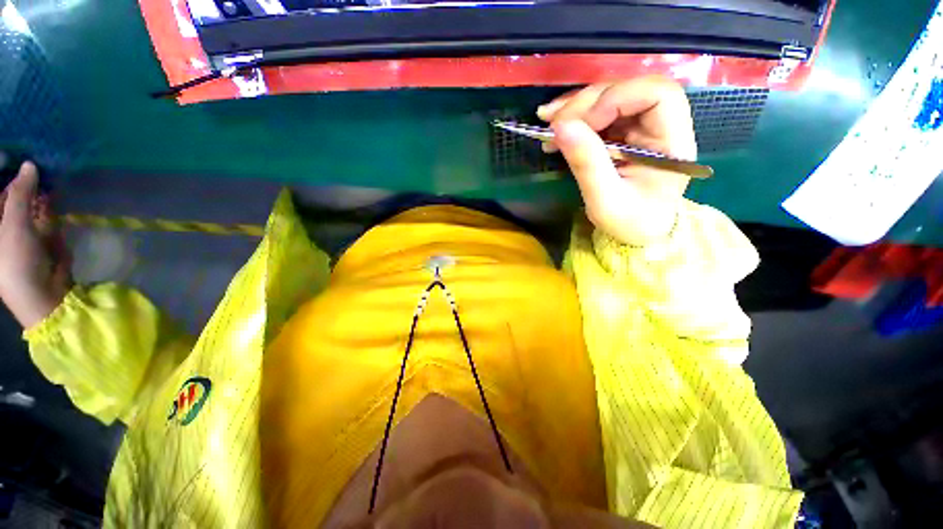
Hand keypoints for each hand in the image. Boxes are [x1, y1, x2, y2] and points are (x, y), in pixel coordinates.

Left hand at [0, 162, 70, 328]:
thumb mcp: (14, 226)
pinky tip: (50, 194)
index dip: (1, 172)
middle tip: (29, 164)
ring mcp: (18, 229)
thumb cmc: (15, 262)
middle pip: (6, 194)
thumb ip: (19, 194)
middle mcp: (2, 224)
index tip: (8, 156)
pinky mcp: (36, 234)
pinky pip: (38, 211)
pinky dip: (44, 202)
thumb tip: (29, 165)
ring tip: (42, 174)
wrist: (42, 294)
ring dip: (32, 188)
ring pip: (23, 200)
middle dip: (18, 179)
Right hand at [538, 76, 696, 245]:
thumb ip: (587, 164)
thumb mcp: (605, 201)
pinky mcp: (624, 132)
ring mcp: (642, 126)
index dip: (616, 98)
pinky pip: (599, 113)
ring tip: (547, 120)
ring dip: (576, 106)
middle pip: (629, 89)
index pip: (657, 94)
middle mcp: (662, 125)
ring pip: (611, 96)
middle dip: (587, 102)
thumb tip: (560, 127)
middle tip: (552, 123)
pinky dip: (575, 117)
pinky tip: (555, 128)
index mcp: (673, 141)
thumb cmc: (629, 221)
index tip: (580, 124)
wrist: (638, 232)